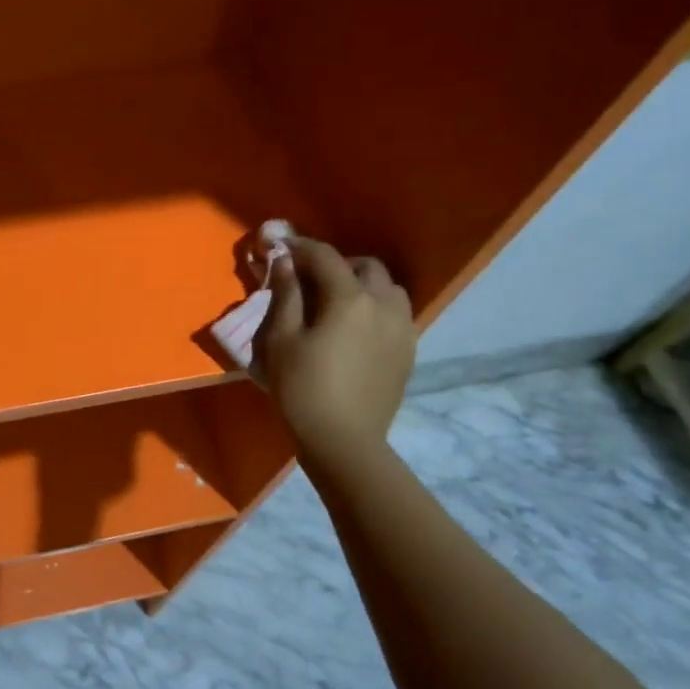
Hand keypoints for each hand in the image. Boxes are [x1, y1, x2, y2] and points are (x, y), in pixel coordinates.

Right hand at [256, 237, 415, 452]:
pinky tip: (356, 327)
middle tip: (309, 278)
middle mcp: (384, 305)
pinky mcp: (408, 351)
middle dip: (337, 264)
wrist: (343, 440)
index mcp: (349, 298)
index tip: (280, 247)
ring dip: (363, 284)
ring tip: (337, 301)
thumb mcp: (281, 339)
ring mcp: (402, 328)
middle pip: (365, 266)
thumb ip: (286, 295)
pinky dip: (376, 307)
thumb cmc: (302, 388)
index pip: (325, 257)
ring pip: (388, 288)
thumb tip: (285, 261)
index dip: (301, 248)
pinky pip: (397, 314)